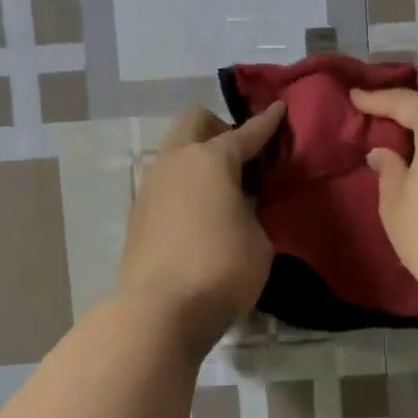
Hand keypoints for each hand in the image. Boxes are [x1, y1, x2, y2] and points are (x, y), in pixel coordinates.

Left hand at [117, 102, 286, 354]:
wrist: (160, 310)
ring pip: (174, 150)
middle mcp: (176, 161)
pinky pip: (166, 181)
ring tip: (221, 184)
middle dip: (219, 126)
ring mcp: (151, 185)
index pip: (246, 132)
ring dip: (197, 155)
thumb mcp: (258, 240)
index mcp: (212, 159)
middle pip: (194, 122)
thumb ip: (251, 211)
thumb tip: (237, 203)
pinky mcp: (138, 213)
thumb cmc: (222, 269)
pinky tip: (199, 209)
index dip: (267, 122)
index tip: (279, 107)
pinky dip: (184, 182)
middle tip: (241, 151)